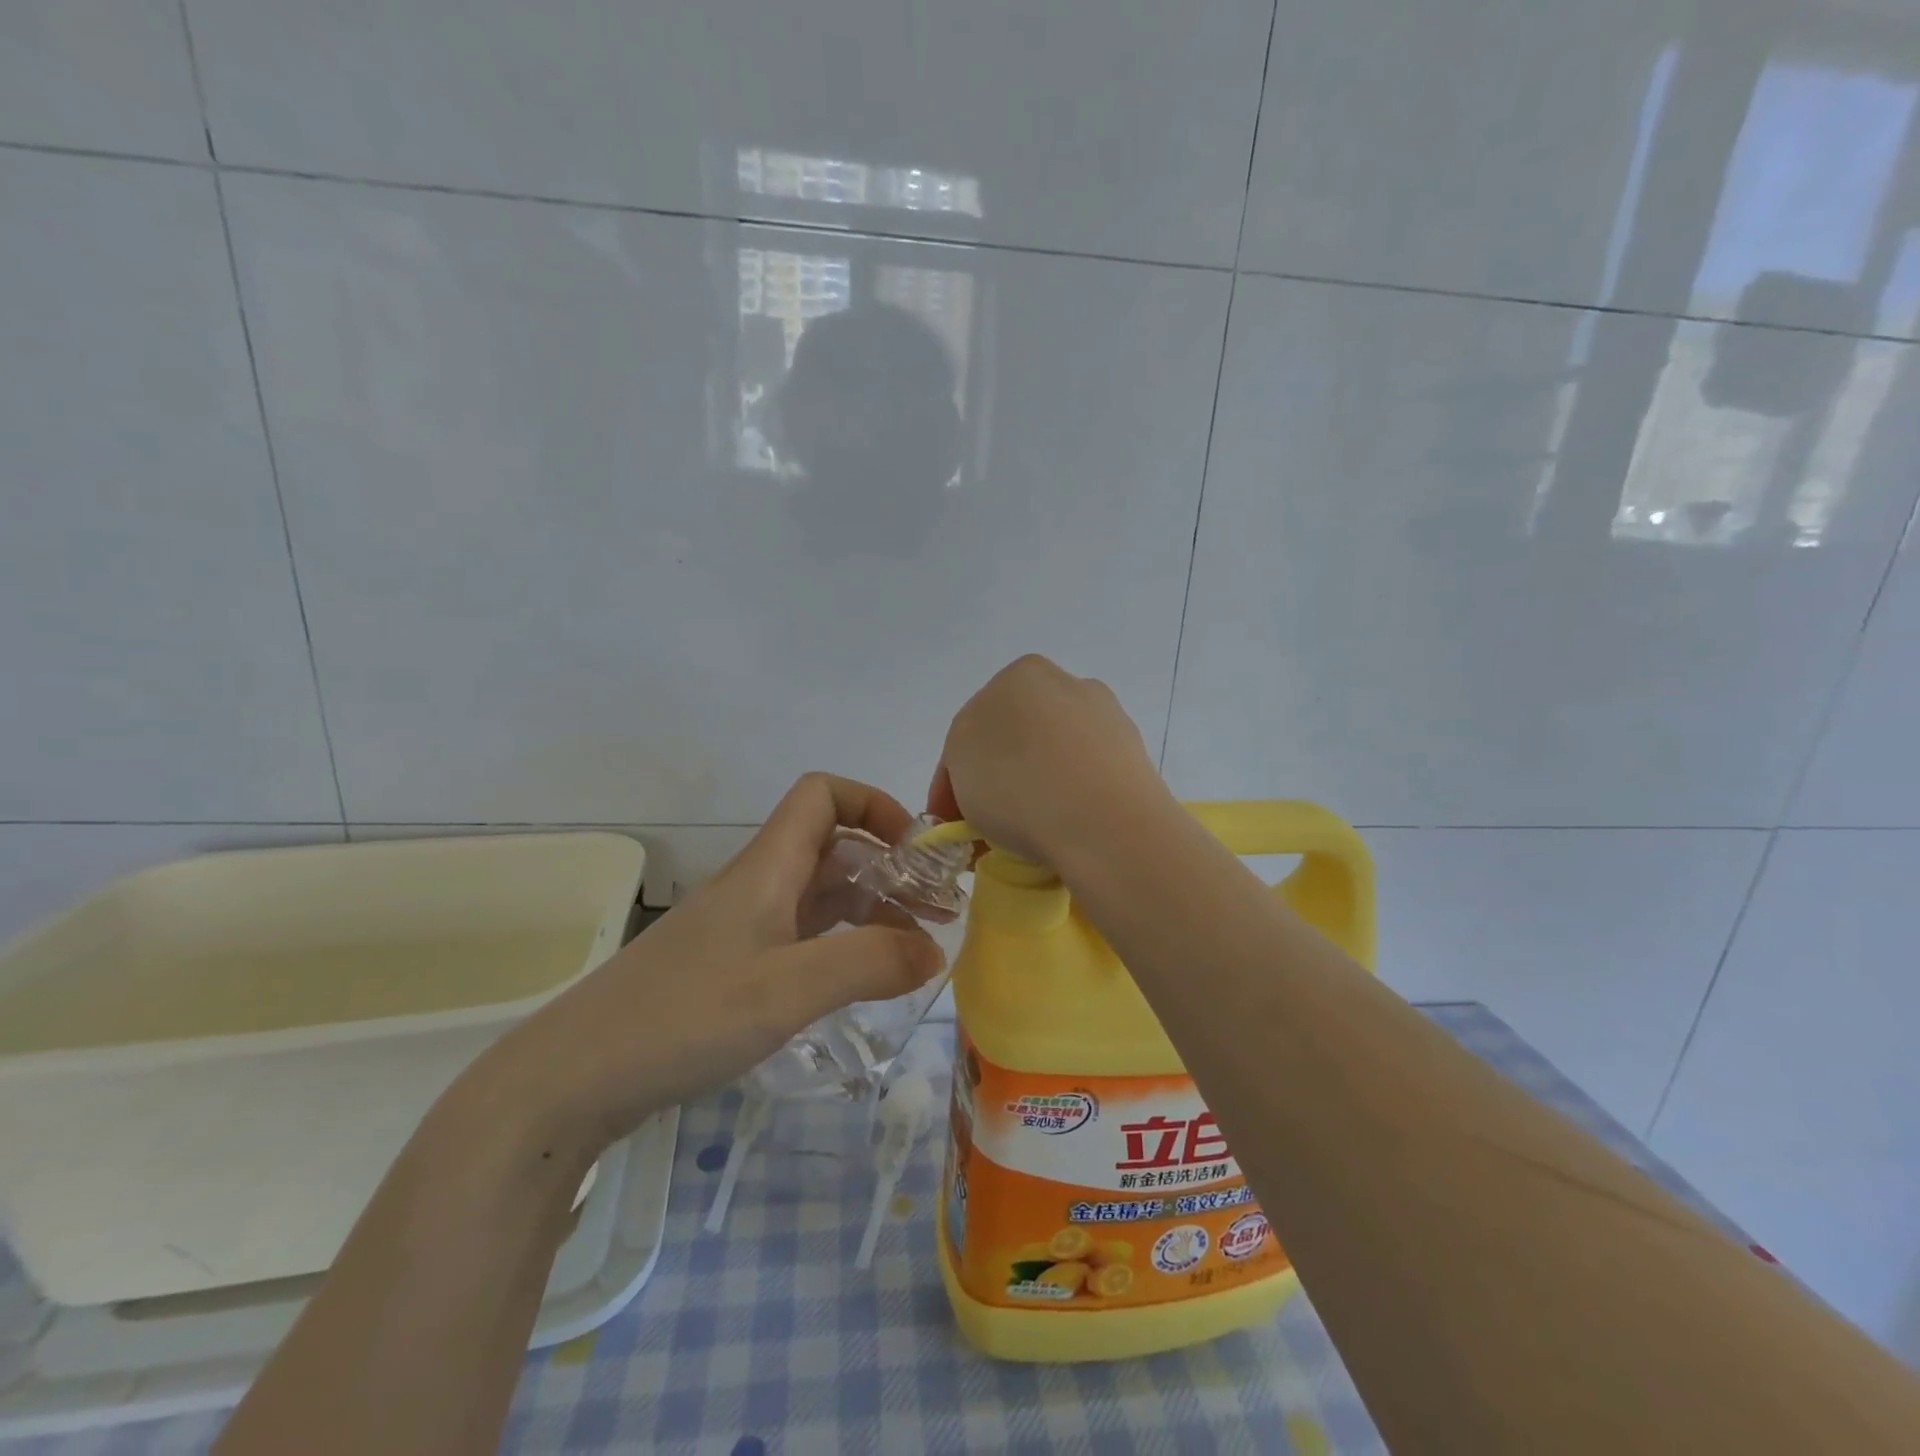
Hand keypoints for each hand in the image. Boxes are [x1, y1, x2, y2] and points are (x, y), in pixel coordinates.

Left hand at [463, 774, 943, 1159]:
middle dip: (890, 868)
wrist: (574, 1079)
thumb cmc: (683, 1017)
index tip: (915, 851)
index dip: (873, 803)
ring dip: (871, 910)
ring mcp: (744, 929)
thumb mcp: (786, 990)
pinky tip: (862, 982)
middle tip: (938, 914)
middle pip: (833, 847)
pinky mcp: (732, 969)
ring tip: (916, 953)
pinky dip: (843, 946)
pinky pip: (804, 937)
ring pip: (821, 896)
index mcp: (768, 868)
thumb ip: (868, 963)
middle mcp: (759, 886)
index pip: (822, 794)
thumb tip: (935, 948)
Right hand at [927, 654, 1167, 865]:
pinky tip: (1059, 834)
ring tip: (1021, 839)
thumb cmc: (1018, 783)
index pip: (973, 726)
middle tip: (982, 828)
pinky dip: (1068, 805)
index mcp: (1023, 674)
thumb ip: (960, 759)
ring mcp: (1109, 722)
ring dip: (1034, 792)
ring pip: (1054, 761)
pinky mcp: (1136, 763)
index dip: (952, 778)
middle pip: (1016, 739)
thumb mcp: (958, 762)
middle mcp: (1070, 686)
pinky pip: (1086, 785)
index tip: (950, 820)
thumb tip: (984, 783)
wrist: (1106, 824)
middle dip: (997, 779)